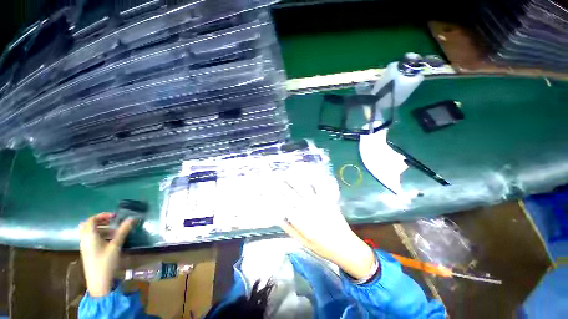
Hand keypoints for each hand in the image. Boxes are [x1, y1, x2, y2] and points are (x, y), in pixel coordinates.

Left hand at [79, 213, 134, 296]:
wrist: (98, 282)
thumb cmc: (106, 262)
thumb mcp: (116, 246)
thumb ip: (123, 231)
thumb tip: (132, 218)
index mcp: (89, 237)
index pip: (91, 220)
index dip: (102, 215)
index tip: (115, 216)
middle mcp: (85, 240)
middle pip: (88, 226)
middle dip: (100, 221)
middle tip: (113, 221)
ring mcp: (85, 247)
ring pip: (90, 233)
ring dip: (101, 228)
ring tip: (115, 231)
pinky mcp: (88, 252)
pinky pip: (91, 239)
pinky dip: (100, 235)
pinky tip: (110, 240)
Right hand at [279, 181, 375, 279]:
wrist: (344, 246)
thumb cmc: (322, 246)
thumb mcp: (302, 242)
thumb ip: (289, 229)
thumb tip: (278, 217)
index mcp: (300, 220)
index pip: (284, 204)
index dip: (276, 195)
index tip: (270, 189)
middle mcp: (307, 209)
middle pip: (291, 194)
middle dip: (282, 184)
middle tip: (276, 176)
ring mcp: (318, 203)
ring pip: (303, 187)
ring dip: (294, 178)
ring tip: (288, 172)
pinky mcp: (327, 200)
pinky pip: (319, 187)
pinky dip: (313, 178)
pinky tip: (308, 173)